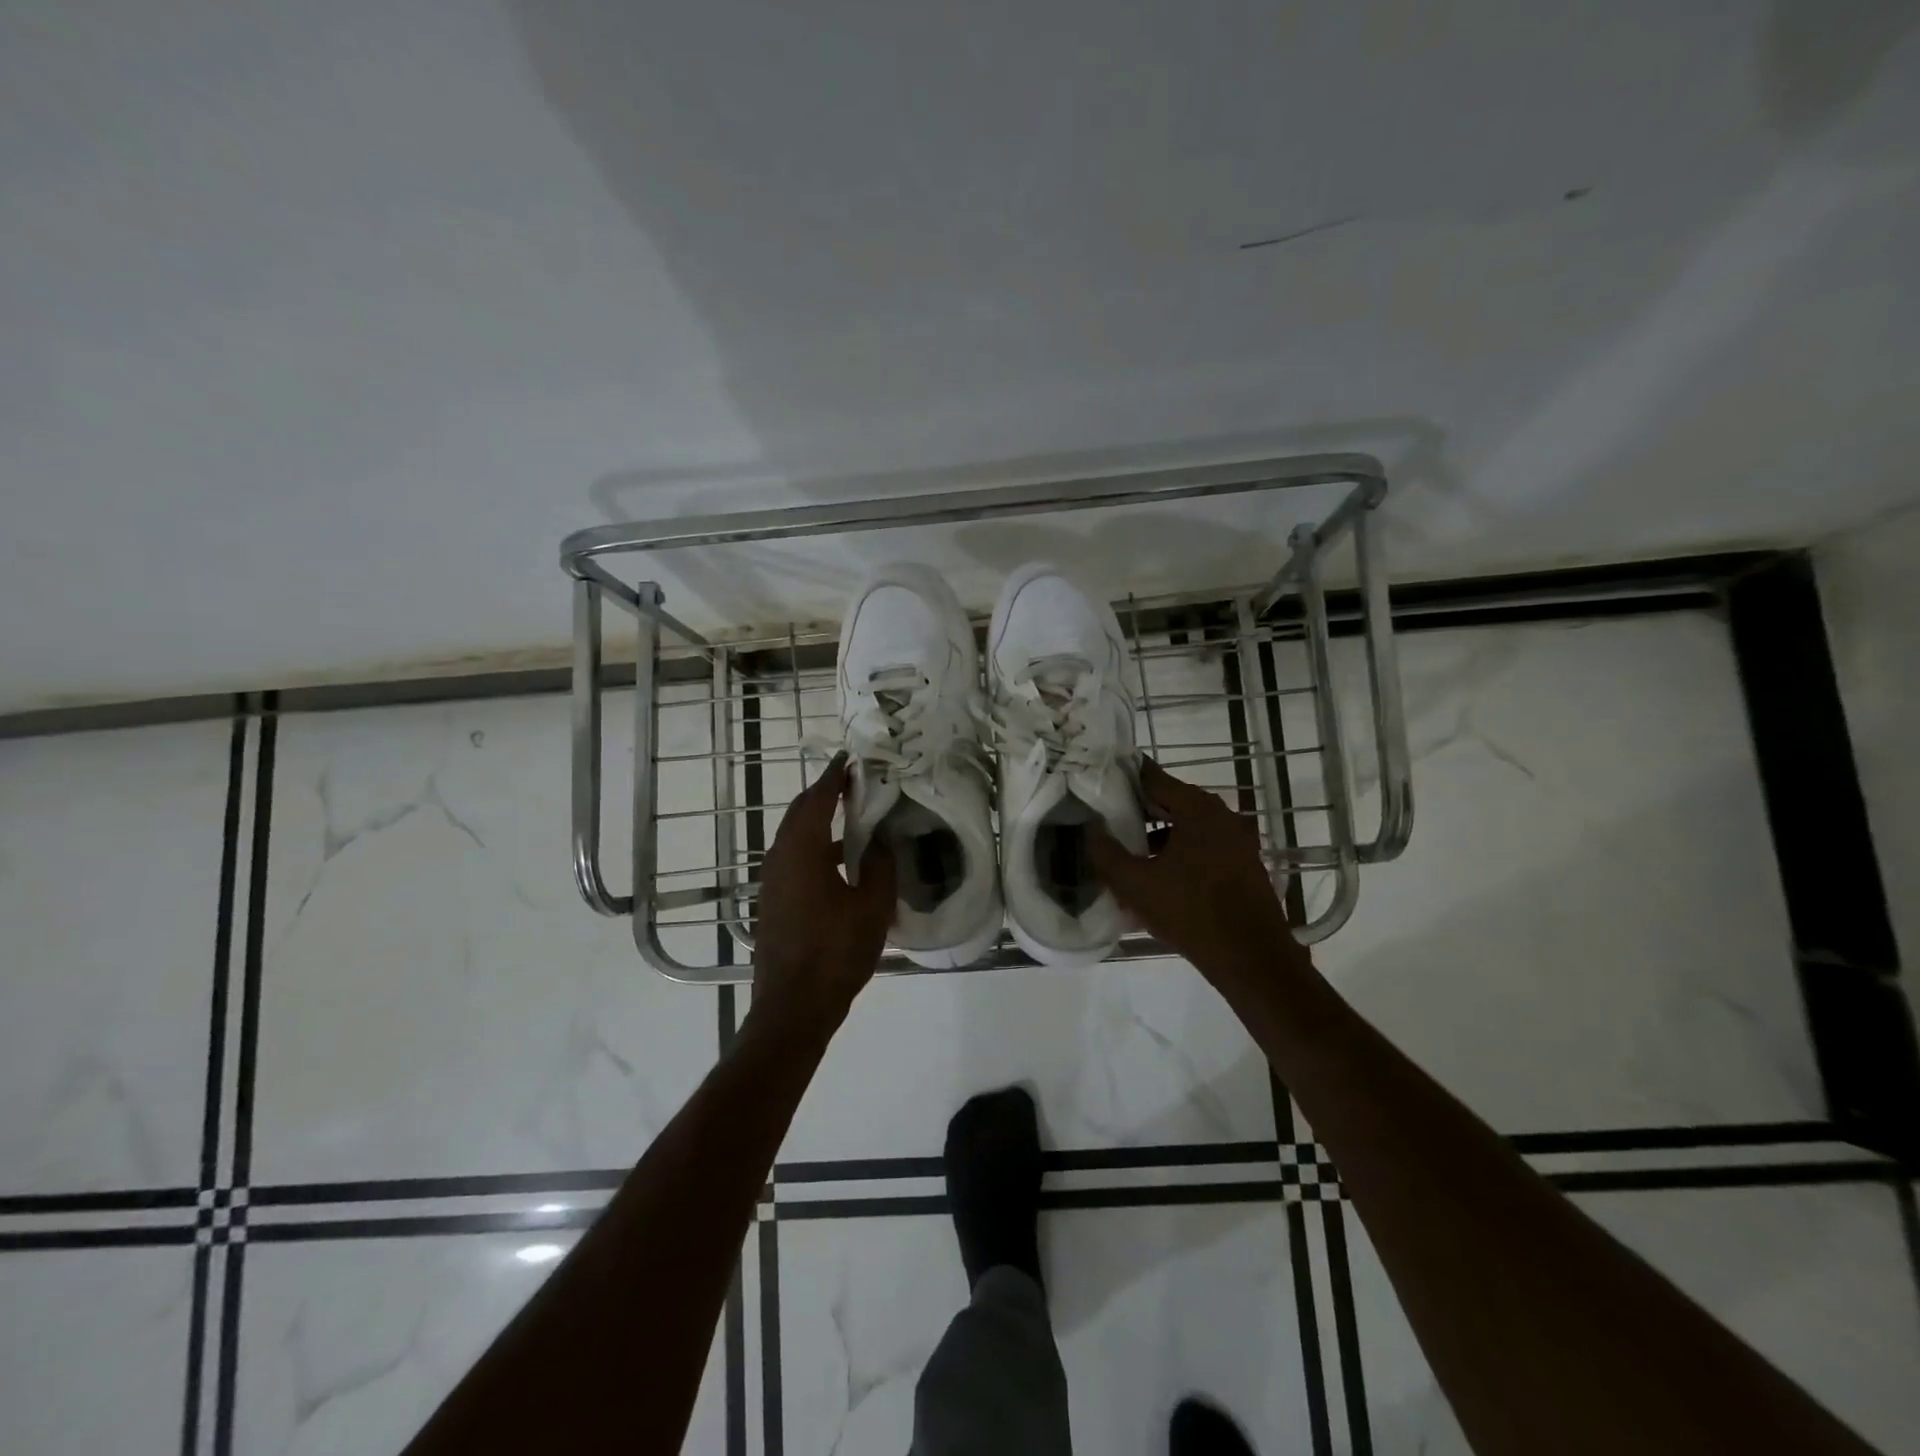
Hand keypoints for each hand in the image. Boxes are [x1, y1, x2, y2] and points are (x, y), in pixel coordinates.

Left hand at [751, 754, 894, 1025]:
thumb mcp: (872, 907)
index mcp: (802, 850)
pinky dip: (814, 846)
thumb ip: (881, 866)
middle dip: (823, 793)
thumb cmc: (835, 952)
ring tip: (852, 817)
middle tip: (852, 782)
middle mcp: (780, 858)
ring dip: (818, 821)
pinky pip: (793, 858)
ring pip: (794, 836)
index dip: (835, 776)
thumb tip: (882, 841)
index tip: (850, 757)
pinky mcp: (773, 901)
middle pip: (800, 812)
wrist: (793, 1007)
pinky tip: (841, 862)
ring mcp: (772, 881)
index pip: (818, 798)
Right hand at [1088, 758, 1304, 985]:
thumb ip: (1106, 853)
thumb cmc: (1190, 913)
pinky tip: (1160, 875)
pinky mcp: (1244, 863)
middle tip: (1107, 818)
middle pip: (1171, 800)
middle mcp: (1222, 814)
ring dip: (1159, 834)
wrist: (1252, 959)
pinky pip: (1204, 845)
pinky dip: (1180, 850)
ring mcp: (1237, 839)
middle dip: (1139, 809)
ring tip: (1130, 851)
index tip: (1098, 783)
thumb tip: (1090, 828)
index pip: (1153, 778)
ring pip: (1188, 825)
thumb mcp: (1135, 885)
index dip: (1123, 778)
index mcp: (1197, 808)